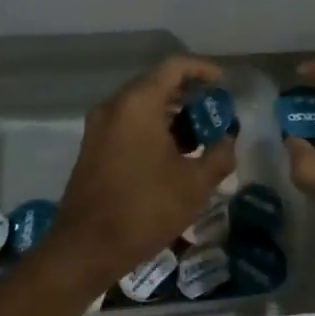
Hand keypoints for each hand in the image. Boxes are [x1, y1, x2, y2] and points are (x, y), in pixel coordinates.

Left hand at [55, 56, 236, 284]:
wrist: (85, 249)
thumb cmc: (144, 209)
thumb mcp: (194, 184)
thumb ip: (219, 154)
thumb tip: (229, 140)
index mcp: (138, 104)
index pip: (175, 67)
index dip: (203, 69)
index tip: (225, 83)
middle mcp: (114, 106)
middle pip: (157, 83)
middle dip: (190, 95)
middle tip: (217, 113)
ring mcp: (99, 127)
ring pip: (142, 105)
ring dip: (172, 114)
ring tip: (201, 136)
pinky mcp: (93, 148)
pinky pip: (129, 123)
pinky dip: (153, 128)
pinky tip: (175, 154)